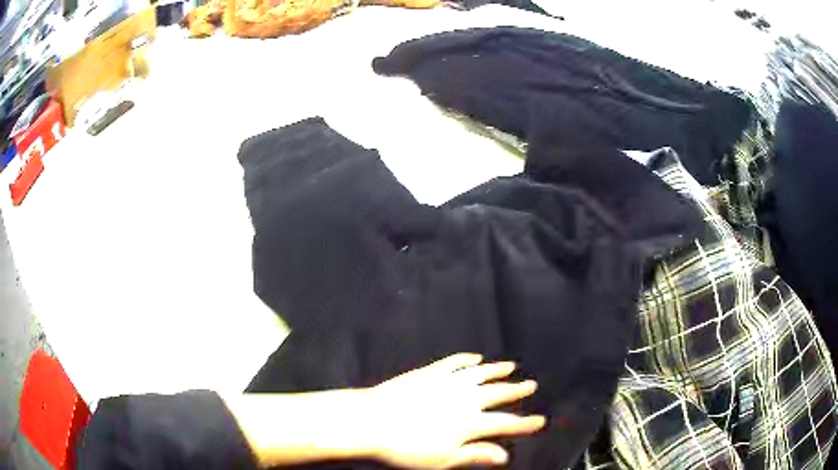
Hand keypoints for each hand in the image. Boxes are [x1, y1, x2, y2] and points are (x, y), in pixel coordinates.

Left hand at [366, 354, 544, 468]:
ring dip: (497, 370)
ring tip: (511, 366)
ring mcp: (447, 382)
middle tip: (532, 384)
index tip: (541, 420)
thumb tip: (504, 455)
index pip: (505, 423)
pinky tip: (475, 358)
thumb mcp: (443, 459)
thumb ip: (475, 455)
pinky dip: (467, 359)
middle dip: (517, 390)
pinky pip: (454, 362)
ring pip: (480, 373)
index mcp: (469, 423)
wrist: (372, 421)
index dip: (525, 423)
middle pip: (497, 393)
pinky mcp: (429, 372)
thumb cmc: (407, 448)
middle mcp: (464, 399)